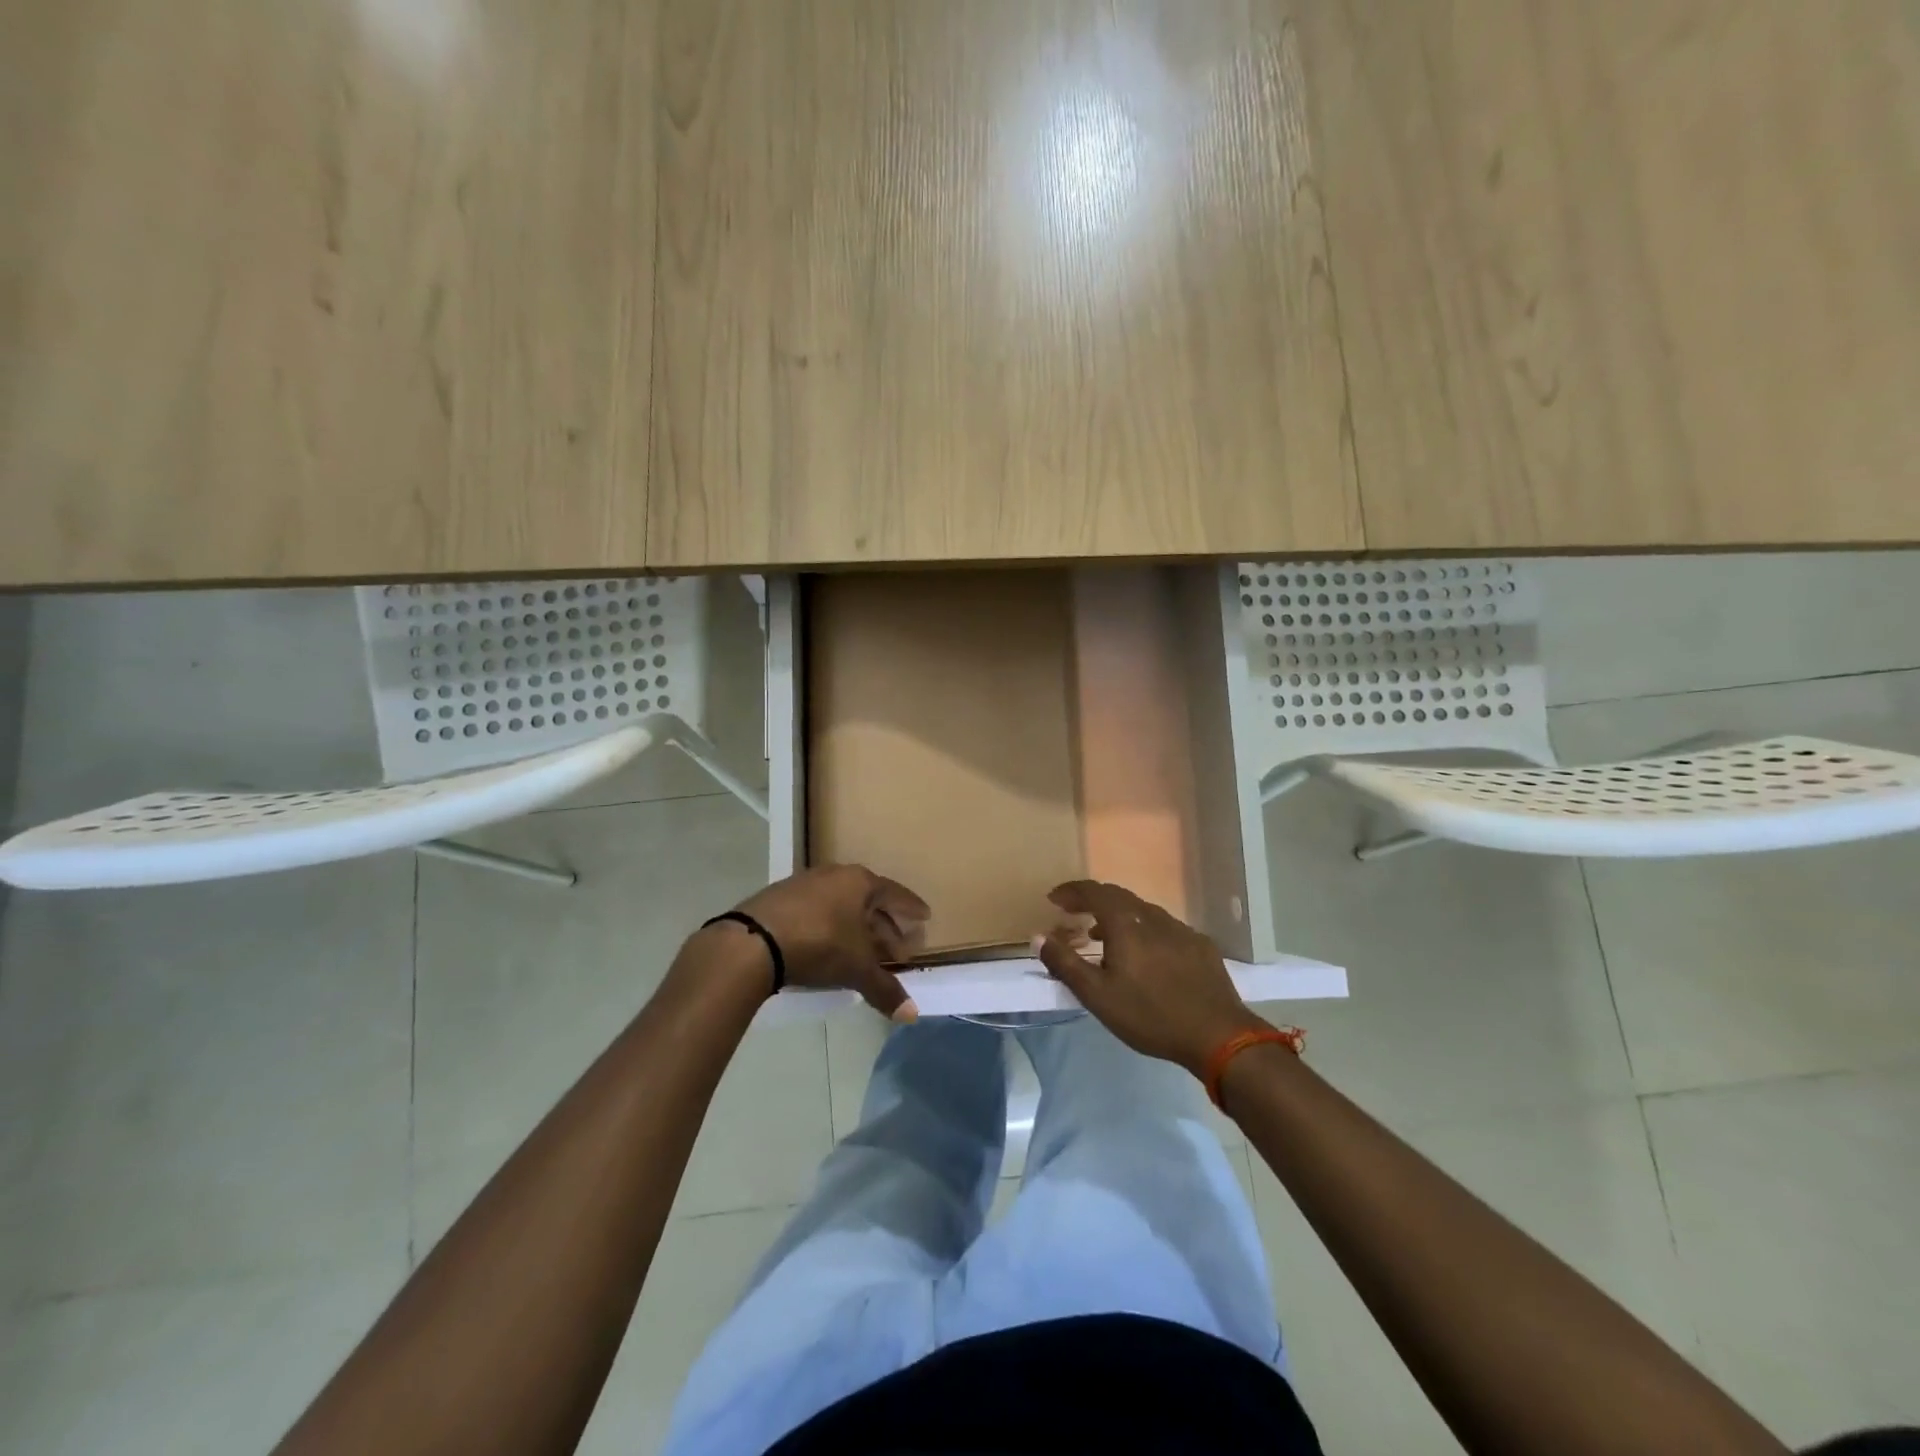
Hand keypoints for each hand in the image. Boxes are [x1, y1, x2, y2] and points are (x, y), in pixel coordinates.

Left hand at [726, 864, 929, 1020]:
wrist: (753, 941)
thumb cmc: (818, 944)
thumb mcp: (856, 968)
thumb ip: (884, 988)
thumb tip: (911, 1014)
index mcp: (860, 882)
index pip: (895, 893)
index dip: (911, 909)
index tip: (924, 918)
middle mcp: (835, 875)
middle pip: (869, 899)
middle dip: (885, 924)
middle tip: (898, 948)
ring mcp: (805, 883)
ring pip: (842, 903)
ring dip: (857, 926)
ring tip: (865, 951)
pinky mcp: (781, 897)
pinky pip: (818, 908)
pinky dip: (831, 925)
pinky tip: (829, 946)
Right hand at [1036, 880, 1266, 1074]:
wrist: (1218, 1036)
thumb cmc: (1150, 1015)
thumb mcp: (1097, 996)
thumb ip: (1065, 964)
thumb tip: (1039, 937)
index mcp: (1126, 923)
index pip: (1093, 891)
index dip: (1071, 891)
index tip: (1054, 899)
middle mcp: (1153, 917)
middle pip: (1118, 896)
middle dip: (1092, 901)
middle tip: (1074, 915)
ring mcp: (1180, 929)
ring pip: (1142, 911)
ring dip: (1117, 917)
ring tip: (1103, 938)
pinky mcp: (1200, 946)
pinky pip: (1163, 927)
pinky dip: (1143, 930)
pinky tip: (1145, 955)